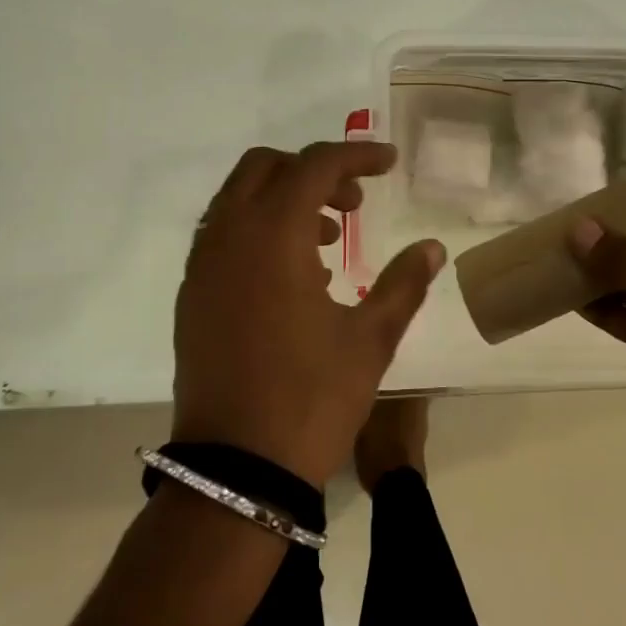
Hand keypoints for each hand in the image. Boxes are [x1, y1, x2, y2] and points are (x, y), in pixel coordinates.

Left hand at [173, 141, 445, 488]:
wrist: (236, 470)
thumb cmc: (311, 398)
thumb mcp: (370, 339)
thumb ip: (403, 283)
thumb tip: (433, 248)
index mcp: (273, 235)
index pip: (315, 165)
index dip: (356, 155)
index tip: (388, 163)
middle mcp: (229, 236)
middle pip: (265, 167)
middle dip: (313, 170)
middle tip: (354, 203)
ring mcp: (203, 266)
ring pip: (238, 198)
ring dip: (283, 198)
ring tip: (329, 241)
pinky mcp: (192, 295)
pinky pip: (222, 235)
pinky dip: (258, 228)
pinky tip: (293, 274)